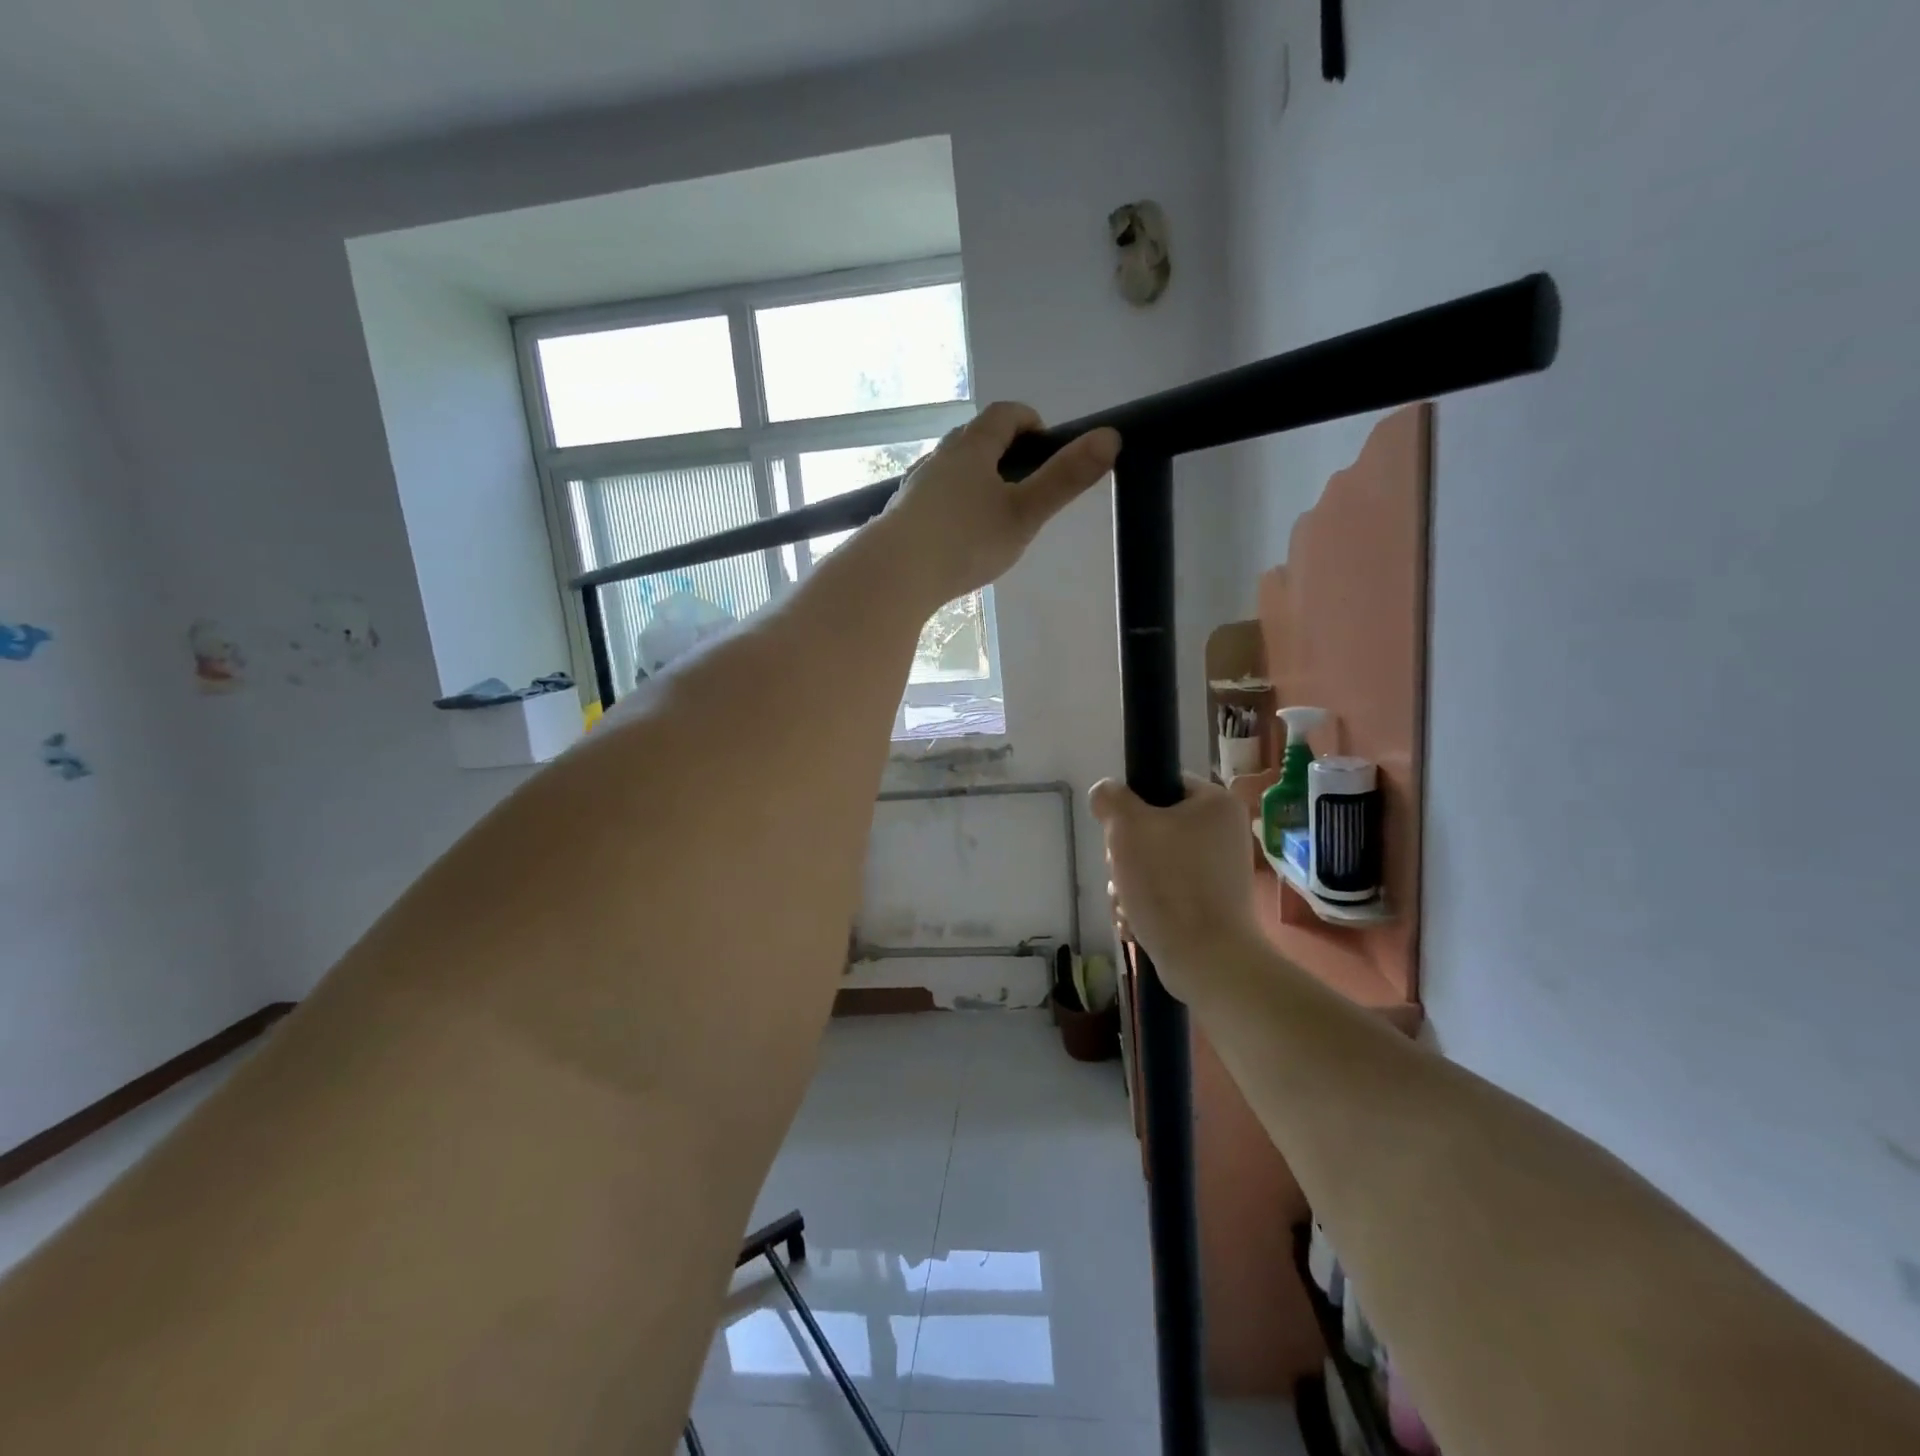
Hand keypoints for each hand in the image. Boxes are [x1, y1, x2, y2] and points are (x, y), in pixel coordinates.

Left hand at [876, 402, 1119, 606]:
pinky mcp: (901, 515)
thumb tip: (1110, 437)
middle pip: (974, 439)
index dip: (1030, 421)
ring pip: (950, 469)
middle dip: (1003, 451)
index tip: (1046, 444)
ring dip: (974, 478)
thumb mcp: (1025, 513)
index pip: (1004, 415)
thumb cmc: (965, 541)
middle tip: (1024, 481)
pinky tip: (956, 535)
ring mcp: (916, 486)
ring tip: (992, 511)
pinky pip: (933, 498)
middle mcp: (940, 458)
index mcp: (972, 448)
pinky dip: (952, 504)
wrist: (895, 574)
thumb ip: (1065, 479)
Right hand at [1090, 774, 1264, 1003]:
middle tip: (1122, 872)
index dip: (1132, 805)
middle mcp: (1223, 834)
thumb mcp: (1127, 827)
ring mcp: (1218, 873)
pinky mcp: (1210, 906)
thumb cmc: (1168, 883)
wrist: (1206, 960)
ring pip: (1153, 864)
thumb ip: (1111, 799)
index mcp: (1215, 804)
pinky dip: (1146, 906)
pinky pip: (1166, 893)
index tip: (1119, 832)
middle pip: (1153, 828)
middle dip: (1125, 855)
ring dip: (1128, 884)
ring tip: (1128, 905)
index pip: (1162, 784)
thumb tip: (1106, 794)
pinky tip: (1136, 924)